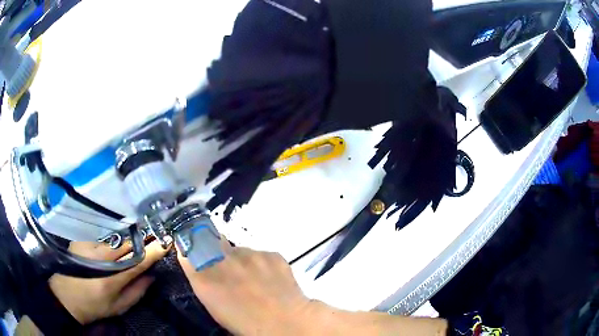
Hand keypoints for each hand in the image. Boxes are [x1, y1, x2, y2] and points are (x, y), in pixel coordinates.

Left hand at [49, 240, 168, 324]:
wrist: (65, 295)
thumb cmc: (94, 306)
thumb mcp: (118, 307)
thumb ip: (137, 292)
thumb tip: (152, 276)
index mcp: (111, 278)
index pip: (137, 260)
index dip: (152, 251)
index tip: (166, 242)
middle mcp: (100, 257)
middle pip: (127, 243)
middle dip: (143, 240)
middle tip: (154, 237)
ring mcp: (89, 246)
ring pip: (115, 239)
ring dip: (127, 240)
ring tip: (136, 241)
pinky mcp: (82, 240)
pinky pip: (103, 239)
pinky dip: (112, 242)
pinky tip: (112, 248)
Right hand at [177, 240, 316, 334]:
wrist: (285, 323)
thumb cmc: (244, 323)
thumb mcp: (215, 306)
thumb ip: (204, 282)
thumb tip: (200, 267)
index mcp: (204, 278)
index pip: (187, 250)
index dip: (192, 249)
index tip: (196, 252)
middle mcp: (224, 260)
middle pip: (213, 243)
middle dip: (217, 254)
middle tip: (229, 272)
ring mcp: (250, 254)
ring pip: (240, 252)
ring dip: (242, 262)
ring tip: (254, 281)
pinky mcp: (272, 254)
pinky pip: (261, 255)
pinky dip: (262, 265)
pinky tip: (270, 280)